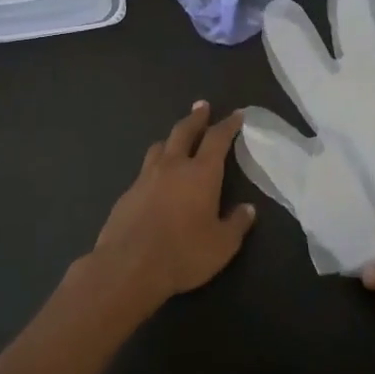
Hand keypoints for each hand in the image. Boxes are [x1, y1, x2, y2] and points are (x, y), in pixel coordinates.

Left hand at [89, 102, 254, 309]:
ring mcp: (145, 178)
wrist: (128, 267)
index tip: (236, 114)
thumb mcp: (222, 245)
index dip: (228, 124)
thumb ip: (236, 224)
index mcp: (201, 173)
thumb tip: (248, 209)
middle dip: (196, 118)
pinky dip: (155, 167)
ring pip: (159, 147)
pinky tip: (156, 179)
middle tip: (201, 106)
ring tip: (176, 138)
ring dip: (171, 139)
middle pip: (184, 131)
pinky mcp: (127, 194)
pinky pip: (144, 170)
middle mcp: (173, 166)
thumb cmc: (183, 253)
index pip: (217, 138)